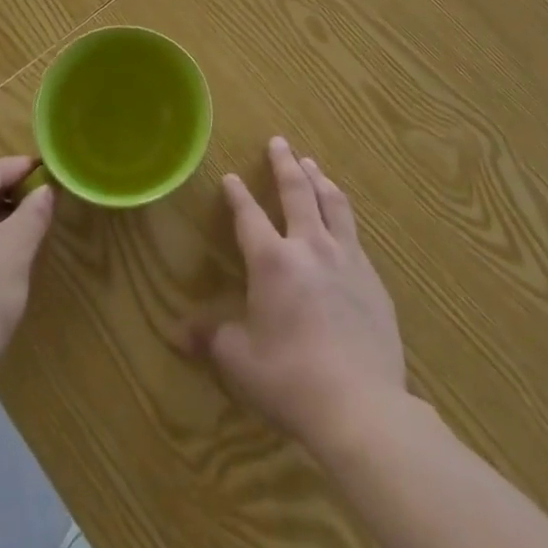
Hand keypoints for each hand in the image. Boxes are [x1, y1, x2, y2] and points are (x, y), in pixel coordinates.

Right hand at [193, 137, 406, 452]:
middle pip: (296, 191)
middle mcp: (309, 246)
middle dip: (284, 164)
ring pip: (332, 204)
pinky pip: (355, 234)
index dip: (237, 195)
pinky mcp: (373, 279)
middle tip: (279, 141)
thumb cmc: (291, 380)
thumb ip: (211, 339)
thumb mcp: (241, 361)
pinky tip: (343, 221)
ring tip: (312, 164)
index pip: (249, 215)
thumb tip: (174, 334)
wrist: (362, 406)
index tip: (231, 176)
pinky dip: (343, 215)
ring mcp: (347, 259)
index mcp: (272, 261)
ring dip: (319, 179)